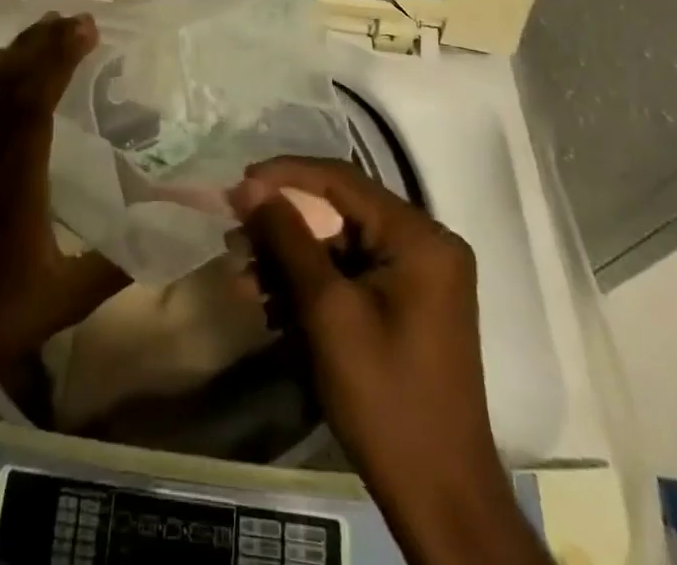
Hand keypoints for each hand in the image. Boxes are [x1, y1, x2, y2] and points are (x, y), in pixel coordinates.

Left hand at [0, 13, 126, 398]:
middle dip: (42, 43)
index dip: (58, 56)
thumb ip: (115, 265)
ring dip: (16, 54)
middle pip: (8, 81)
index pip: (33, 99)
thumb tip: (167, 233)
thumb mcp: (63, 300)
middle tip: (76, 20)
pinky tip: (1, 74)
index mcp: (11, 178)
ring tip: (45, 31)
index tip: (86, 27)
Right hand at [235, 159, 545, 564]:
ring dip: (290, 260)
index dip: (285, 175)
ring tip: (245, 279)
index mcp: (419, 237)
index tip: (238, 185)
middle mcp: (424, 244)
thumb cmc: (385, 398)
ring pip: (339, 245)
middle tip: (236, 239)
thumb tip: (250, 187)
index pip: (341, 179)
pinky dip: (311, 285)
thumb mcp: (328, 312)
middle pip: (339, 212)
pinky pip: (350, 274)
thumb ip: (288, 239)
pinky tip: (272, 305)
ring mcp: (418, 276)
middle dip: (283, 226)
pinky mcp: (406, 304)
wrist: (440, 500)